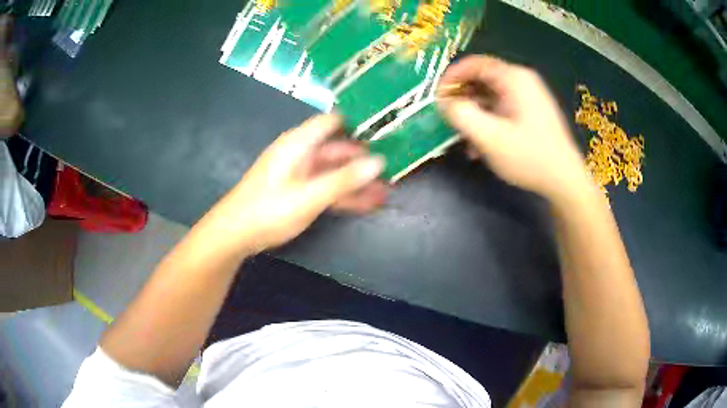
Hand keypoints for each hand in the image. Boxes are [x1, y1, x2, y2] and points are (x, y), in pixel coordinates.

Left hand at [206, 114, 386, 254]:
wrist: (236, 234)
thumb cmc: (268, 210)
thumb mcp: (309, 196)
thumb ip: (344, 180)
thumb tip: (379, 162)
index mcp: (299, 143)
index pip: (333, 121)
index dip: (358, 122)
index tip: (386, 129)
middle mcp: (301, 153)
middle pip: (338, 149)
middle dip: (364, 158)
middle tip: (394, 165)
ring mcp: (300, 173)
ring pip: (335, 171)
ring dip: (358, 180)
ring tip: (387, 189)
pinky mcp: (299, 191)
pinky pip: (327, 187)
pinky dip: (345, 194)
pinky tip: (368, 203)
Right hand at [438, 55, 589, 201]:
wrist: (565, 181)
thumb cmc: (530, 157)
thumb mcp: (490, 137)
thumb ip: (461, 115)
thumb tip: (443, 102)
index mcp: (514, 78)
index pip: (474, 63)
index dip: (451, 77)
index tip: (437, 97)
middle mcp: (522, 81)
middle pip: (482, 79)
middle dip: (462, 99)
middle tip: (449, 119)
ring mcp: (529, 97)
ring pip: (491, 97)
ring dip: (474, 114)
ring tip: (464, 139)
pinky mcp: (531, 112)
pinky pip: (502, 109)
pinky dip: (488, 122)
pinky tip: (482, 145)